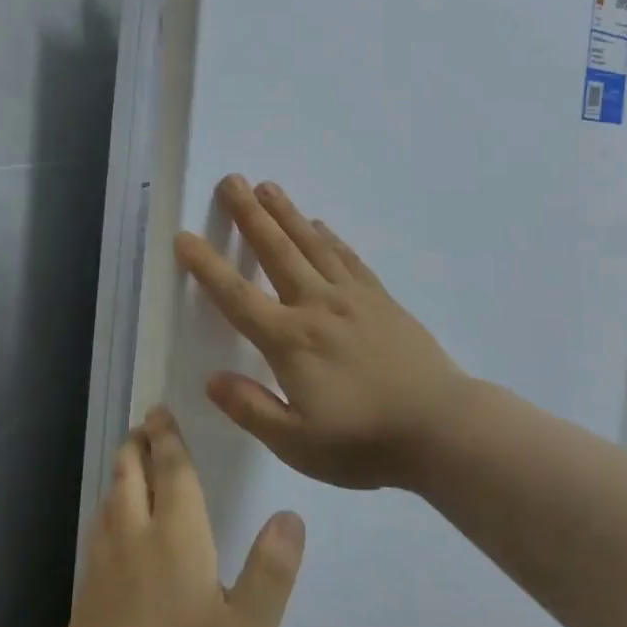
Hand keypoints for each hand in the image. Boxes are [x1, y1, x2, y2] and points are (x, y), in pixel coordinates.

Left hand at [52, 407, 305, 626]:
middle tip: (145, 424)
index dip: (168, 439)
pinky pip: (98, 529)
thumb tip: (291, 514)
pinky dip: (108, 506)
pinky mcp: (86, 595)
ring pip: (110, 500)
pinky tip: (112, 521)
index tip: (162, 412)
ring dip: (121, 472)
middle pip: (131, 476)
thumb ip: (272, 571)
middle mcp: (134, 539)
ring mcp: (103, 567)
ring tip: (129, 459)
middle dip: (139, 444)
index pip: (172, 472)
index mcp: (176, 538)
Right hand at [174, 175, 468, 489]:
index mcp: (290, 341)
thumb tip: (212, 379)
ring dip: (286, 213)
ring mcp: (352, 297)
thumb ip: (252, 409)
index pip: (236, 297)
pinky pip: (347, 257)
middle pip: (275, 251)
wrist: (441, 427)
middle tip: (230, 181)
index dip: (207, 266)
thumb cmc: (365, 442)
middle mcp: (316, 306)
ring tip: (266, 186)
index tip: (184, 237)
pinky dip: (329, 236)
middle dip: (249, 215)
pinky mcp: (380, 298)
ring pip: (311, 244)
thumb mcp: (298, 444)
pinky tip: (320, 224)